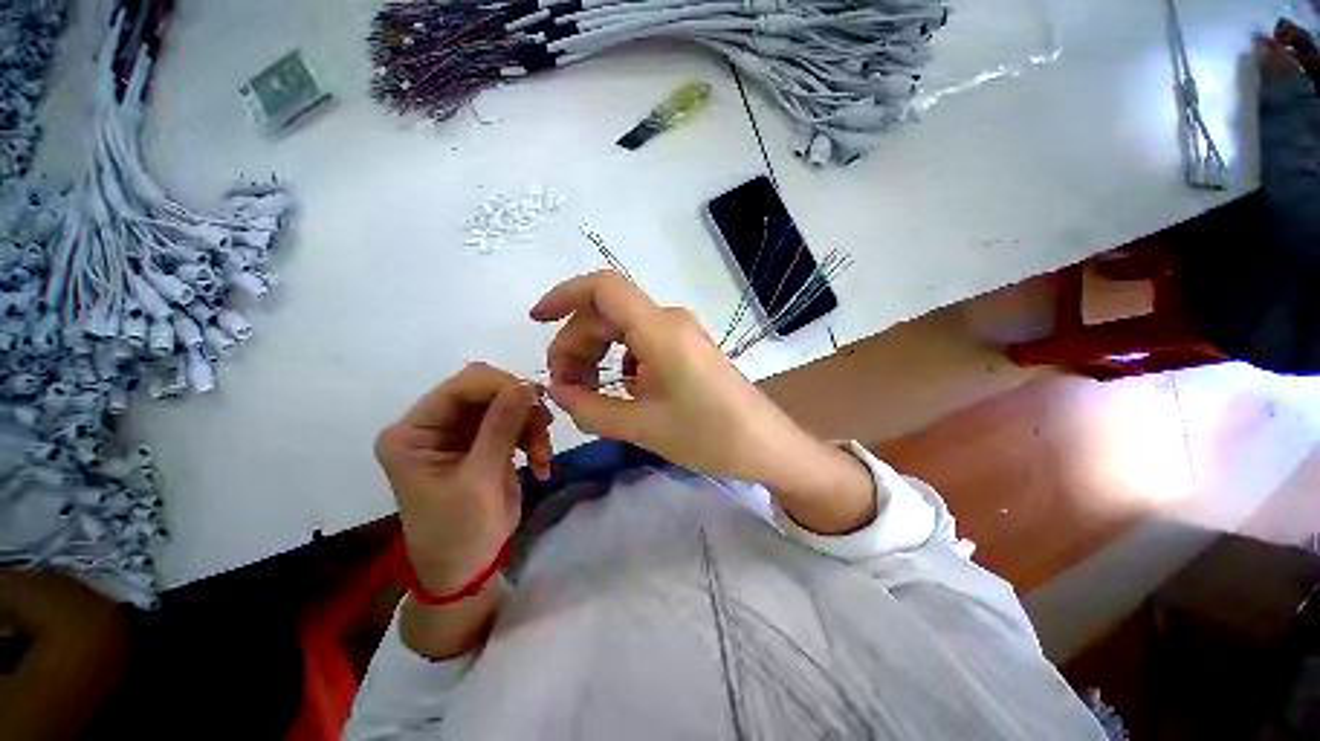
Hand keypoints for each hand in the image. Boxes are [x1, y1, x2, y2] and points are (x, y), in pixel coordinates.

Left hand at [375, 363, 551, 594]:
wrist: (466, 570)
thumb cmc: (460, 532)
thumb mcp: (480, 480)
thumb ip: (501, 427)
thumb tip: (526, 384)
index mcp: (414, 433)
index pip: (459, 388)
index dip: (500, 386)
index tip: (537, 400)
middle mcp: (433, 425)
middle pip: (485, 391)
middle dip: (520, 407)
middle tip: (545, 427)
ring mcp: (459, 432)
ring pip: (506, 404)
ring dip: (531, 425)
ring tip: (544, 456)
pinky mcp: (482, 441)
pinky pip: (515, 423)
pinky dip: (533, 438)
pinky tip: (541, 463)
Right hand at [530, 271, 873, 533]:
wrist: (765, 445)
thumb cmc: (708, 436)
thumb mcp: (641, 426)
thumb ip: (590, 407)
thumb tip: (555, 392)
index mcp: (659, 330)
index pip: (602, 287)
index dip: (563, 295)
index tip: (536, 321)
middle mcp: (669, 320)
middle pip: (606, 314)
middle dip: (575, 343)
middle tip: (563, 386)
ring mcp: (680, 332)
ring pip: (622, 329)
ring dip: (596, 354)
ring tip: (586, 392)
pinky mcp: (687, 347)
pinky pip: (641, 343)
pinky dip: (619, 361)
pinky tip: (620, 391)